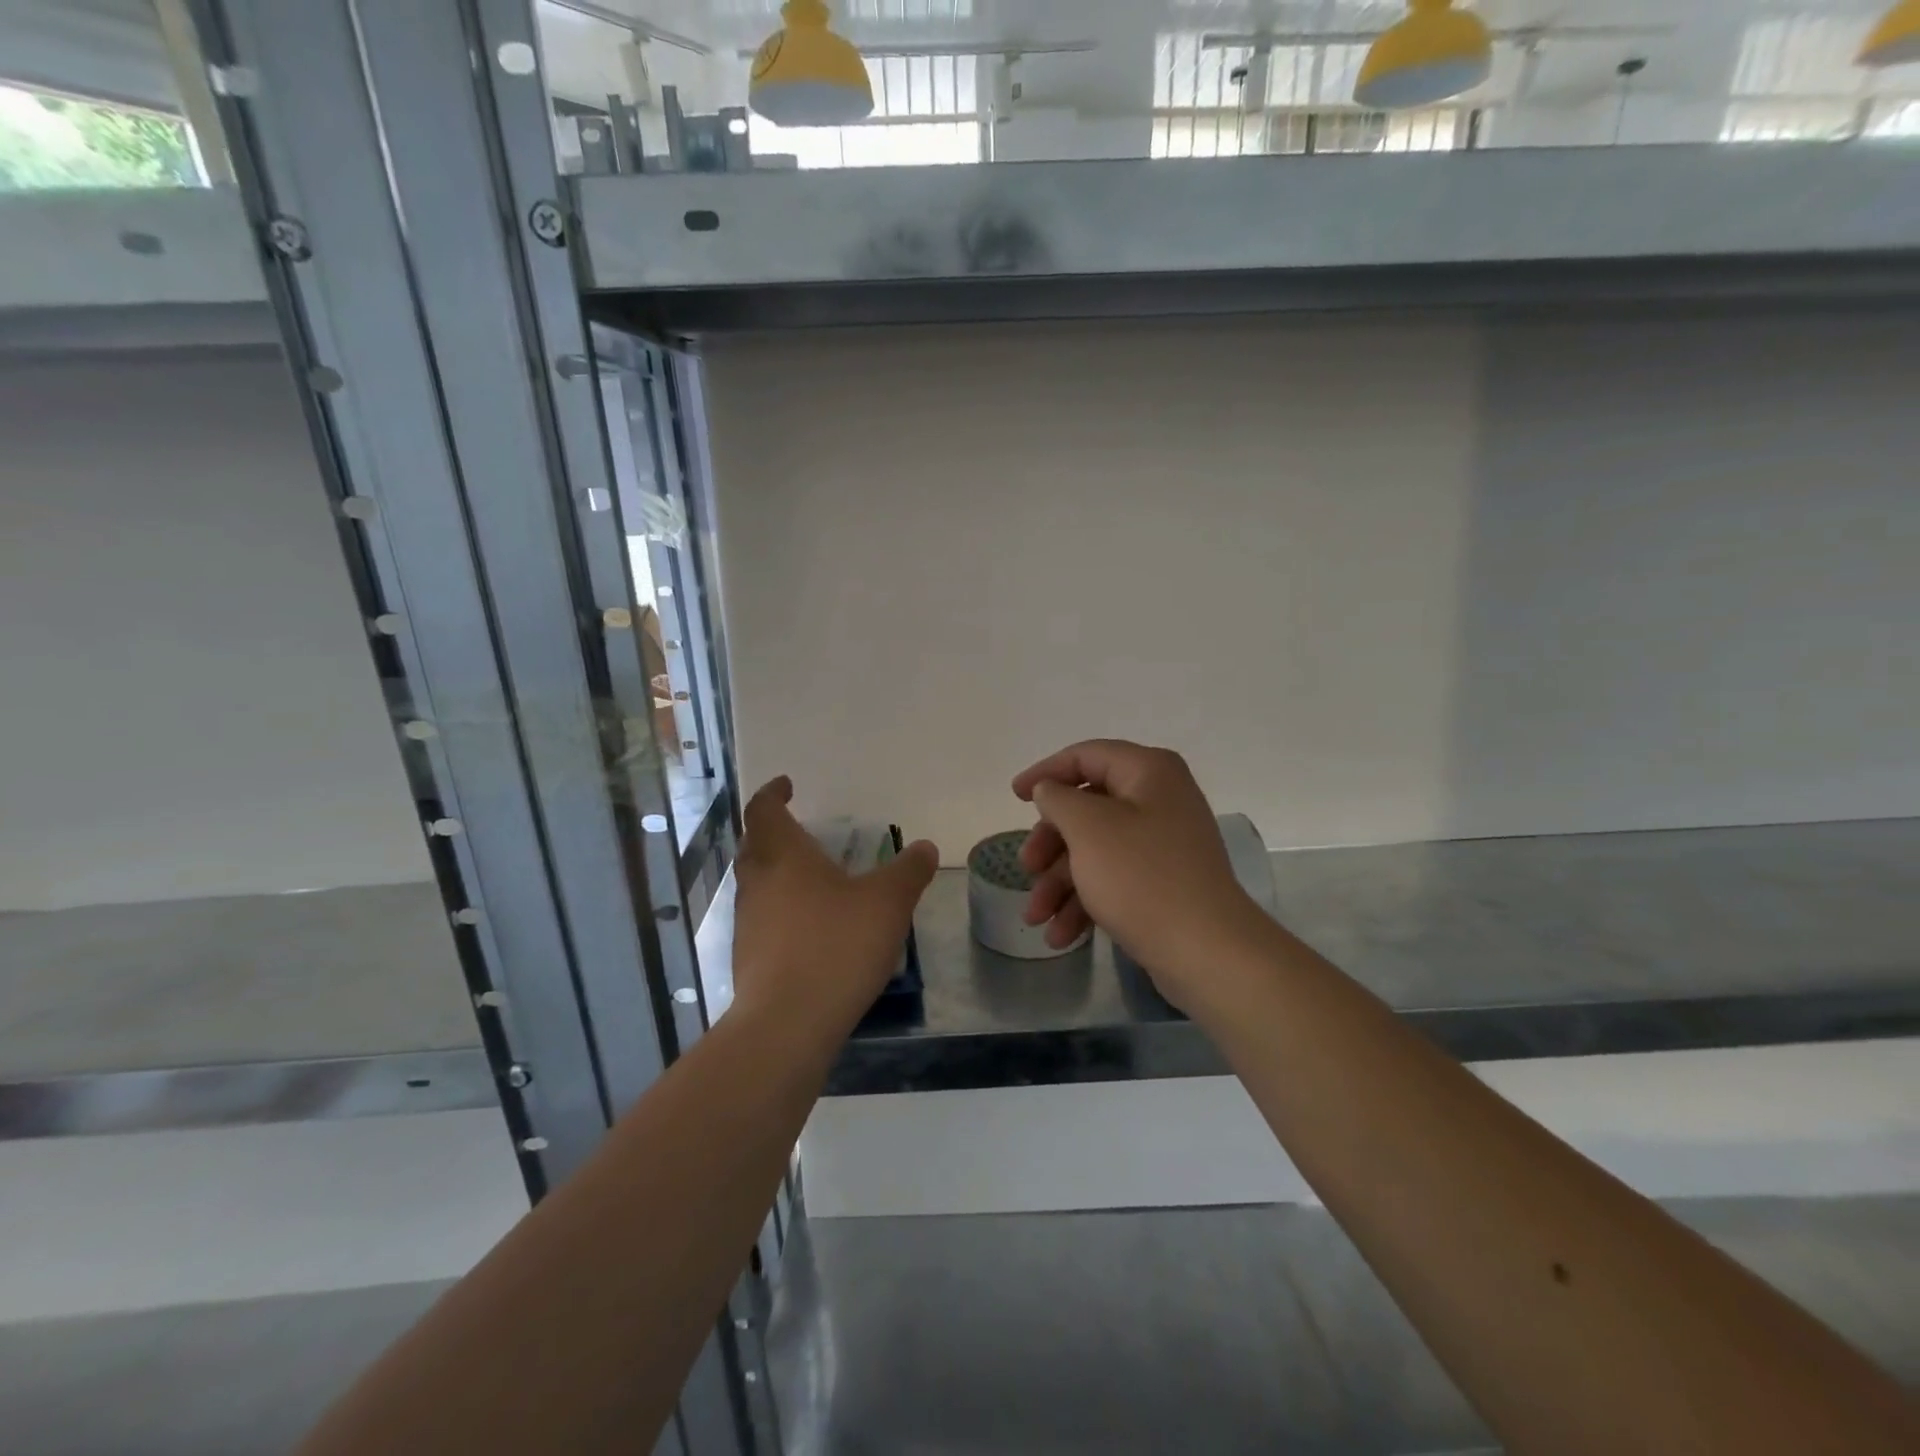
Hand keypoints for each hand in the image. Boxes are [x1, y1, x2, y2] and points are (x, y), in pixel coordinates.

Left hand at [729, 776, 938, 1040]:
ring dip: (776, 874)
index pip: (764, 810)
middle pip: (754, 845)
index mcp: (783, 856)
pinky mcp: (748, 959)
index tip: (787, 786)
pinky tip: (810, 929)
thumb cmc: (836, 945)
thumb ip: (908, 871)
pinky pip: (762, 920)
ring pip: (756, 884)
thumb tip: (925, 848)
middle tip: (800, 830)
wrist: (788, 1023)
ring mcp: (747, 923)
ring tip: (811, 879)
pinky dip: (781, 911)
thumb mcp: (887, 902)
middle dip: (773, 833)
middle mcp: (757, 883)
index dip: (773, 793)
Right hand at [1013, 740, 1266, 1016]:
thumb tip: (1050, 790)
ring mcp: (1163, 844)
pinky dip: (1084, 902)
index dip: (1045, 772)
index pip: (1086, 756)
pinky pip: (1113, 879)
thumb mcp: (1088, 828)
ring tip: (1035, 919)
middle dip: (1049, 843)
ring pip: (1095, 849)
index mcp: (1148, 772)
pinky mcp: (1163, 883)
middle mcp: (1159, 799)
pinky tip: (1061, 936)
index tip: (1015, 797)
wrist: (1206, 952)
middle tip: (1026, 868)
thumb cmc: (1142, 878)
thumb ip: (1058, 798)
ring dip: (1059, 882)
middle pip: (1087, 808)